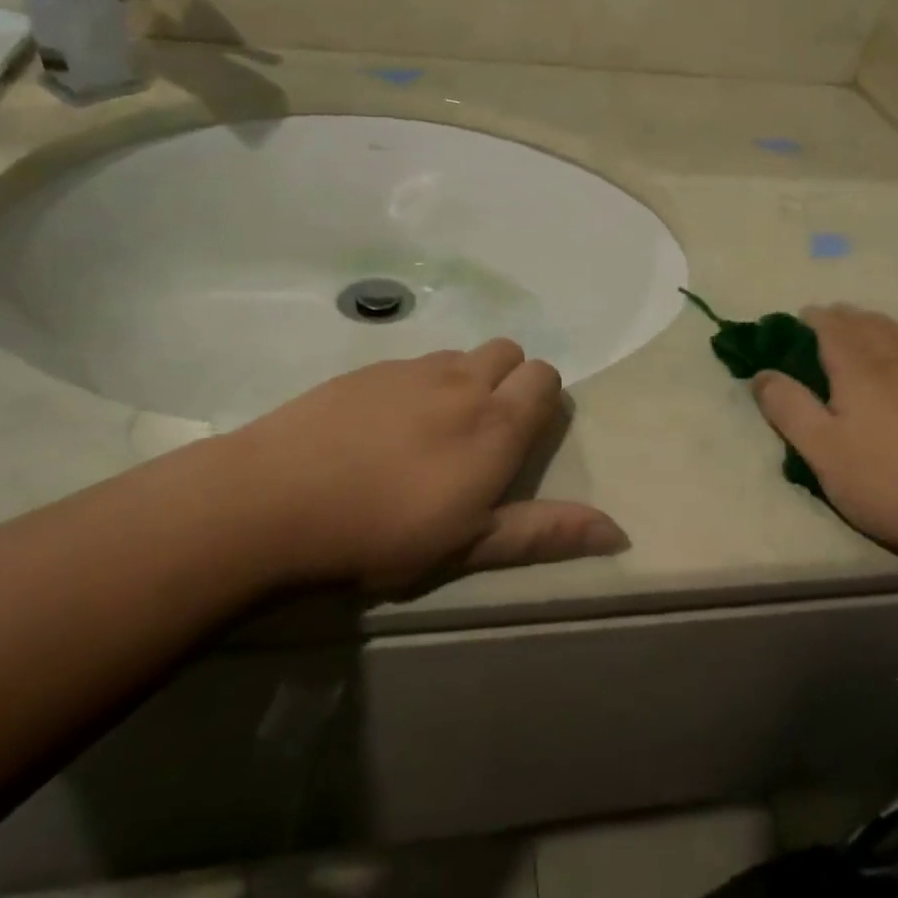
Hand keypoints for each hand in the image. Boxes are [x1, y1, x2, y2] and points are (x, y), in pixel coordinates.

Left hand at [211, 340, 627, 591]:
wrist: (277, 497)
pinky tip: (385, 425)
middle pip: (510, 352)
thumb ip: (545, 532)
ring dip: (465, 379)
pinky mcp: (370, 367)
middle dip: (509, 380)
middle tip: (481, 433)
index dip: (543, 400)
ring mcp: (413, 369)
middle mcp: (463, 381)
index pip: (545, 377)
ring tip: (432, 431)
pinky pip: (416, 363)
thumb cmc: (383, 532)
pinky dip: (420, 383)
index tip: (521, 439)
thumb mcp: (470, 545)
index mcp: (496, 424)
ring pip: (462, 354)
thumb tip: (620, 532)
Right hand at [751, 307, 897, 569]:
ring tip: (866, 333)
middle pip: (868, 322)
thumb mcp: (825, 454)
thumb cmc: (896, 483)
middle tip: (828, 323)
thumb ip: (789, 409)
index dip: (812, 318)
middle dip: (843, 317)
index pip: (831, 326)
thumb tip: (762, 374)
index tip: (799, 319)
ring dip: (877, 326)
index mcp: (860, 368)